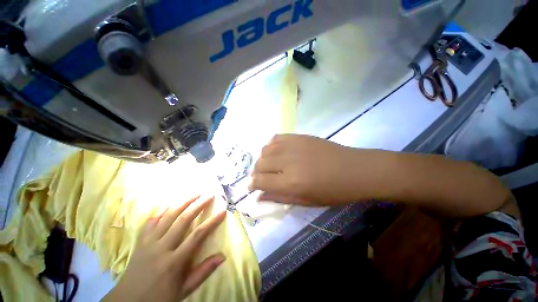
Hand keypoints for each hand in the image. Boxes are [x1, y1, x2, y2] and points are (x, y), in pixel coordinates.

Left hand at [103, 196, 226, 301]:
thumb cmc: (160, 297)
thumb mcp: (184, 290)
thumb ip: (203, 272)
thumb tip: (223, 256)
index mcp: (174, 261)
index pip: (197, 236)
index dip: (212, 221)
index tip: (222, 211)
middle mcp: (162, 248)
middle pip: (183, 220)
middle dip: (198, 205)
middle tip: (209, 195)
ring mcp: (149, 242)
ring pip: (168, 216)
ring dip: (183, 203)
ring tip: (195, 194)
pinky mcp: (141, 241)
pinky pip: (152, 221)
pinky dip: (162, 210)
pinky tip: (171, 204)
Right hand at [250, 134, 377, 205]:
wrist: (354, 170)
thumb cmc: (333, 191)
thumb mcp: (305, 201)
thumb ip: (280, 198)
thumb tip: (259, 197)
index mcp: (290, 182)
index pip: (260, 181)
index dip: (252, 184)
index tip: (252, 187)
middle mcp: (288, 162)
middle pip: (260, 163)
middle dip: (256, 172)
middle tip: (262, 177)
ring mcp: (293, 146)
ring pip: (265, 149)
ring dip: (263, 159)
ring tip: (269, 165)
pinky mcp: (299, 136)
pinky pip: (276, 138)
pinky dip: (271, 145)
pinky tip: (276, 151)